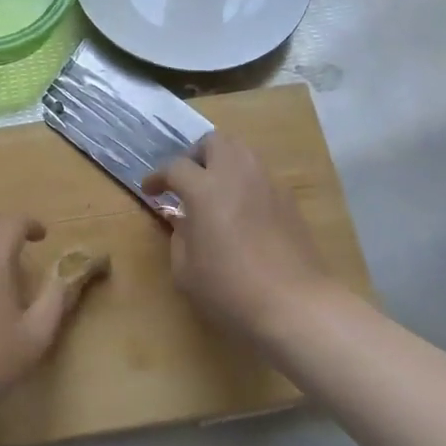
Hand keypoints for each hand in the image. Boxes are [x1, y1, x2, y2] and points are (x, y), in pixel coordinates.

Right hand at [144, 133, 334, 335]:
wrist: (294, 304)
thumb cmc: (230, 289)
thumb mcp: (186, 270)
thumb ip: (179, 237)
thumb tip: (183, 221)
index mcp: (205, 189)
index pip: (176, 167)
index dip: (158, 177)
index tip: (150, 190)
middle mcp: (237, 174)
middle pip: (214, 141)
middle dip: (195, 155)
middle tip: (187, 180)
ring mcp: (267, 183)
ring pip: (242, 151)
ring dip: (223, 162)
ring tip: (214, 190)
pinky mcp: (288, 199)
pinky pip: (261, 174)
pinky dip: (245, 180)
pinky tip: (242, 209)